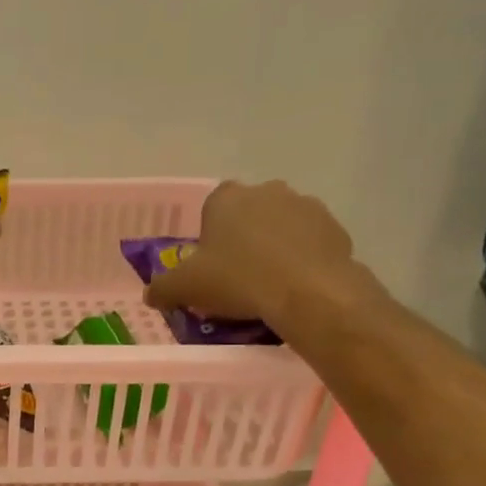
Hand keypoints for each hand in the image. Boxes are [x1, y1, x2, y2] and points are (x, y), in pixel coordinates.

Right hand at [144, 180, 372, 331]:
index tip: (208, 267)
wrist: (308, 293)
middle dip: (242, 241)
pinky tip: (294, 289)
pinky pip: (309, 245)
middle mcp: (267, 191)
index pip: (211, 209)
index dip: (208, 238)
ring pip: (281, 228)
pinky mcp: (334, 228)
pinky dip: (301, 261)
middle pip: (248, 216)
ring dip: (273, 249)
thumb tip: (151, 294)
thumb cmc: (238, 280)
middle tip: (235, 279)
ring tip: (267, 287)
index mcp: (227, 198)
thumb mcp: (185, 288)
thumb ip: (162, 288)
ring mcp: (306, 206)